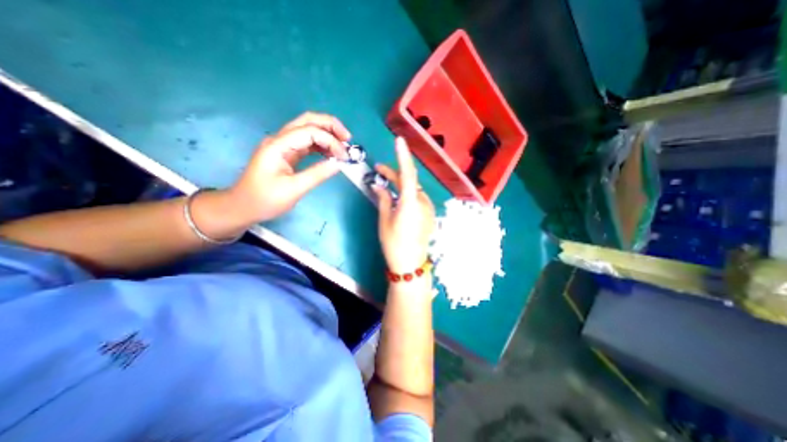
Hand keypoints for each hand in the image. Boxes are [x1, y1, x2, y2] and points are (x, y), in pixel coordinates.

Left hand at [230, 113, 348, 222]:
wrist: (243, 207)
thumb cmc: (265, 200)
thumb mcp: (294, 189)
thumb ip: (317, 174)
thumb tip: (339, 163)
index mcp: (278, 145)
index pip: (310, 132)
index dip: (331, 141)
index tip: (344, 157)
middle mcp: (280, 139)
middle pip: (308, 120)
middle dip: (331, 126)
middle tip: (348, 139)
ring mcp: (283, 145)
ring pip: (308, 129)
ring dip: (327, 134)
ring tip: (343, 147)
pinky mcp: (287, 153)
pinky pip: (307, 142)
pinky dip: (322, 145)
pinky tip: (331, 153)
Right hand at [371, 138, 433, 274]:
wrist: (410, 263)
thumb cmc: (394, 243)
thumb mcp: (385, 220)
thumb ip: (383, 199)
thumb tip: (378, 185)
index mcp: (410, 203)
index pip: (408, 174)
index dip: (403, 156)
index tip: (399, 141)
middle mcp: (422, 201)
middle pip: (409, 181)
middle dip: (394, 174)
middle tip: (378, 171)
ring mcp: (428, 208)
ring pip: (414, 189)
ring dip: (401, 185)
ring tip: (386, 185)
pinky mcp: (429, 213)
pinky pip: (418, 198)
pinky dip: (407, 194)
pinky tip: (398, 198)